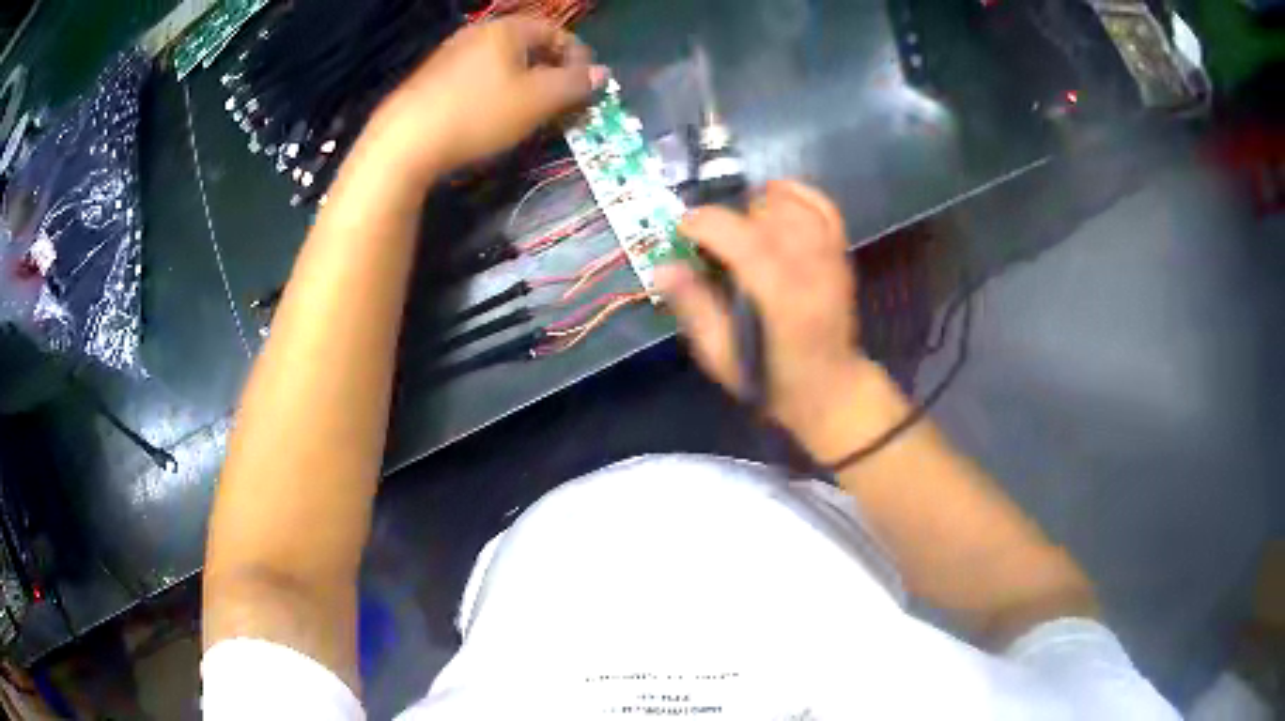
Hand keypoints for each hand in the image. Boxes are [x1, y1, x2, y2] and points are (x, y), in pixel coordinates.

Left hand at [371, 17, 606, 178]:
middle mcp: (477, 34)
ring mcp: (450, 55)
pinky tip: (490, 117)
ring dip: (523, 84)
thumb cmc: (478, 113)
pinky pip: (476, 77)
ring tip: (529, 113)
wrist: (404, 141)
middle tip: (560, 101)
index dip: (577, 57)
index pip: (555, 32)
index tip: (586, 86)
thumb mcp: (537, 100)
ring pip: (501, 63)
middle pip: (527, 46)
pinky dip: (495, 91)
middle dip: (550, 71)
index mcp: (506, 30)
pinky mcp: (432, 79)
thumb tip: (602, 73)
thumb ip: (574, 84)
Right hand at [657, 181, 877, 449]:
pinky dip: (797, 193)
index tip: (683, 226)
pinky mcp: (841, 254)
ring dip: (759, 204)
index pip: (748, 243)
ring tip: (739, 222)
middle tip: (710, 239)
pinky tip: (773, 196)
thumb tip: (663, 267)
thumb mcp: (721, 356)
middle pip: (769, 216)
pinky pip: (823, 207)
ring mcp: (831, 260)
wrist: (830, 388)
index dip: (710, 224)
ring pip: (795, 207)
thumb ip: (694, 308)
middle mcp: (813, 272)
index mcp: (783, 302)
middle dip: (730, 216)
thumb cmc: (772, 380)